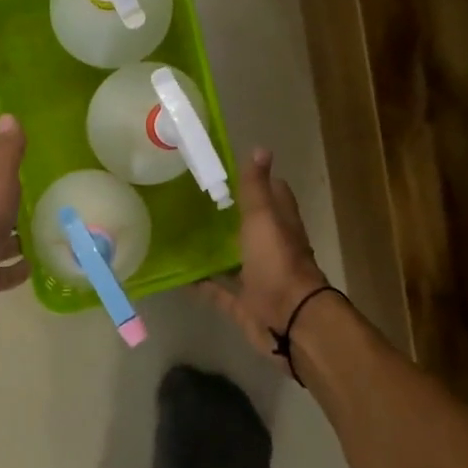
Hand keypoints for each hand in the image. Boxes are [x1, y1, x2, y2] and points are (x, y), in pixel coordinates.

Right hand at [196, 148, 330, 370]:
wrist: (289, 319)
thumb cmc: (277, 263)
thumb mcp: (263, 218)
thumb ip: (256, 188)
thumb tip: (260, 147)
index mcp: (281, 225)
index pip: (274, 195)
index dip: (259, 182)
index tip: (230, 171)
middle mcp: (272, 250)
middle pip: (252, 229)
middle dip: (230, 217)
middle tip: (195, 201)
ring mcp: (259, 279)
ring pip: (234, 260)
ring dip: (215, 252)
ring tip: (182, 235)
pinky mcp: (245, 304)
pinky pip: (219, 291)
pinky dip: (202, 285)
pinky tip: (178, 276)